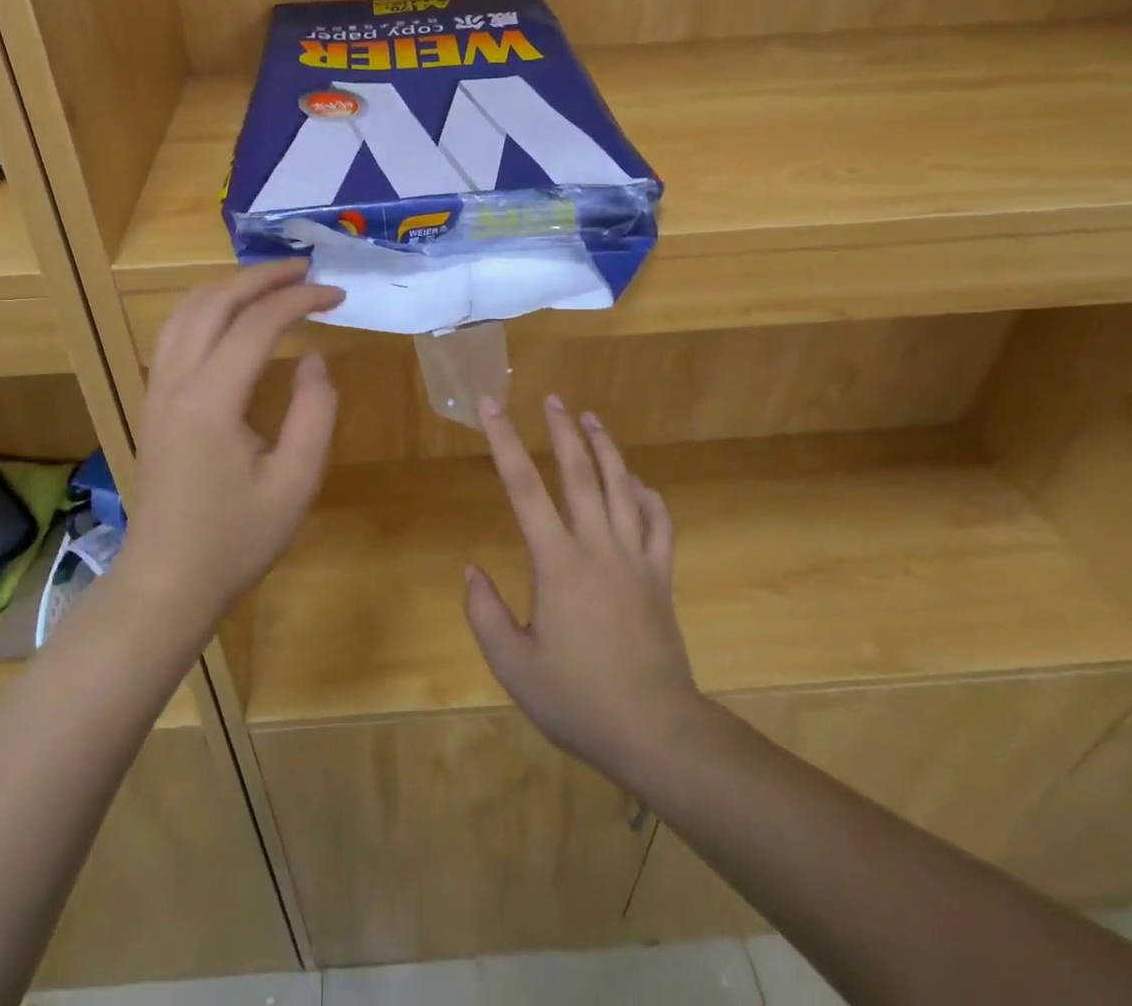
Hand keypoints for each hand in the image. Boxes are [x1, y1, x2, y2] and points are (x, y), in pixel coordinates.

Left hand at [120, 260, 342, 619]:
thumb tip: (315, 358)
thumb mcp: (295, 483)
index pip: (256, 324)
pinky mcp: (152, 403)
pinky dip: (206, 308)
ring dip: (229, 287)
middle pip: (213, 302)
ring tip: (272, 283)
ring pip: (184, 311)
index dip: (299, 300)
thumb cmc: (236, 540)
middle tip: (306, 271)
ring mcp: (156, 391)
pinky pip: (173, 334)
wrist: (167, 582)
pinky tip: (230, 317)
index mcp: (210, 402)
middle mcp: (175, 383)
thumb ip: (313, 413)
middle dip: (261, 277)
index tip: (337, 295)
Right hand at [464, 395, 698, 782]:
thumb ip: (485, 614)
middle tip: (552, 399)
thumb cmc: (579, 700)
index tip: (492, 406)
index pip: (524, 488)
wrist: (657, 732)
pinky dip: (647, 494)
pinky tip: (636, 482)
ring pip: (622, 487)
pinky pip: (657, 522)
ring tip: (592, 418)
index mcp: (558, 563)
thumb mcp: (514, 667)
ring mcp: (636, 558)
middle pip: (580, 473)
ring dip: (606, 448)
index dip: (504, 442)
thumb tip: (471, 571)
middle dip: (563, 431)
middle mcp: (598, 547)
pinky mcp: (660, 576)